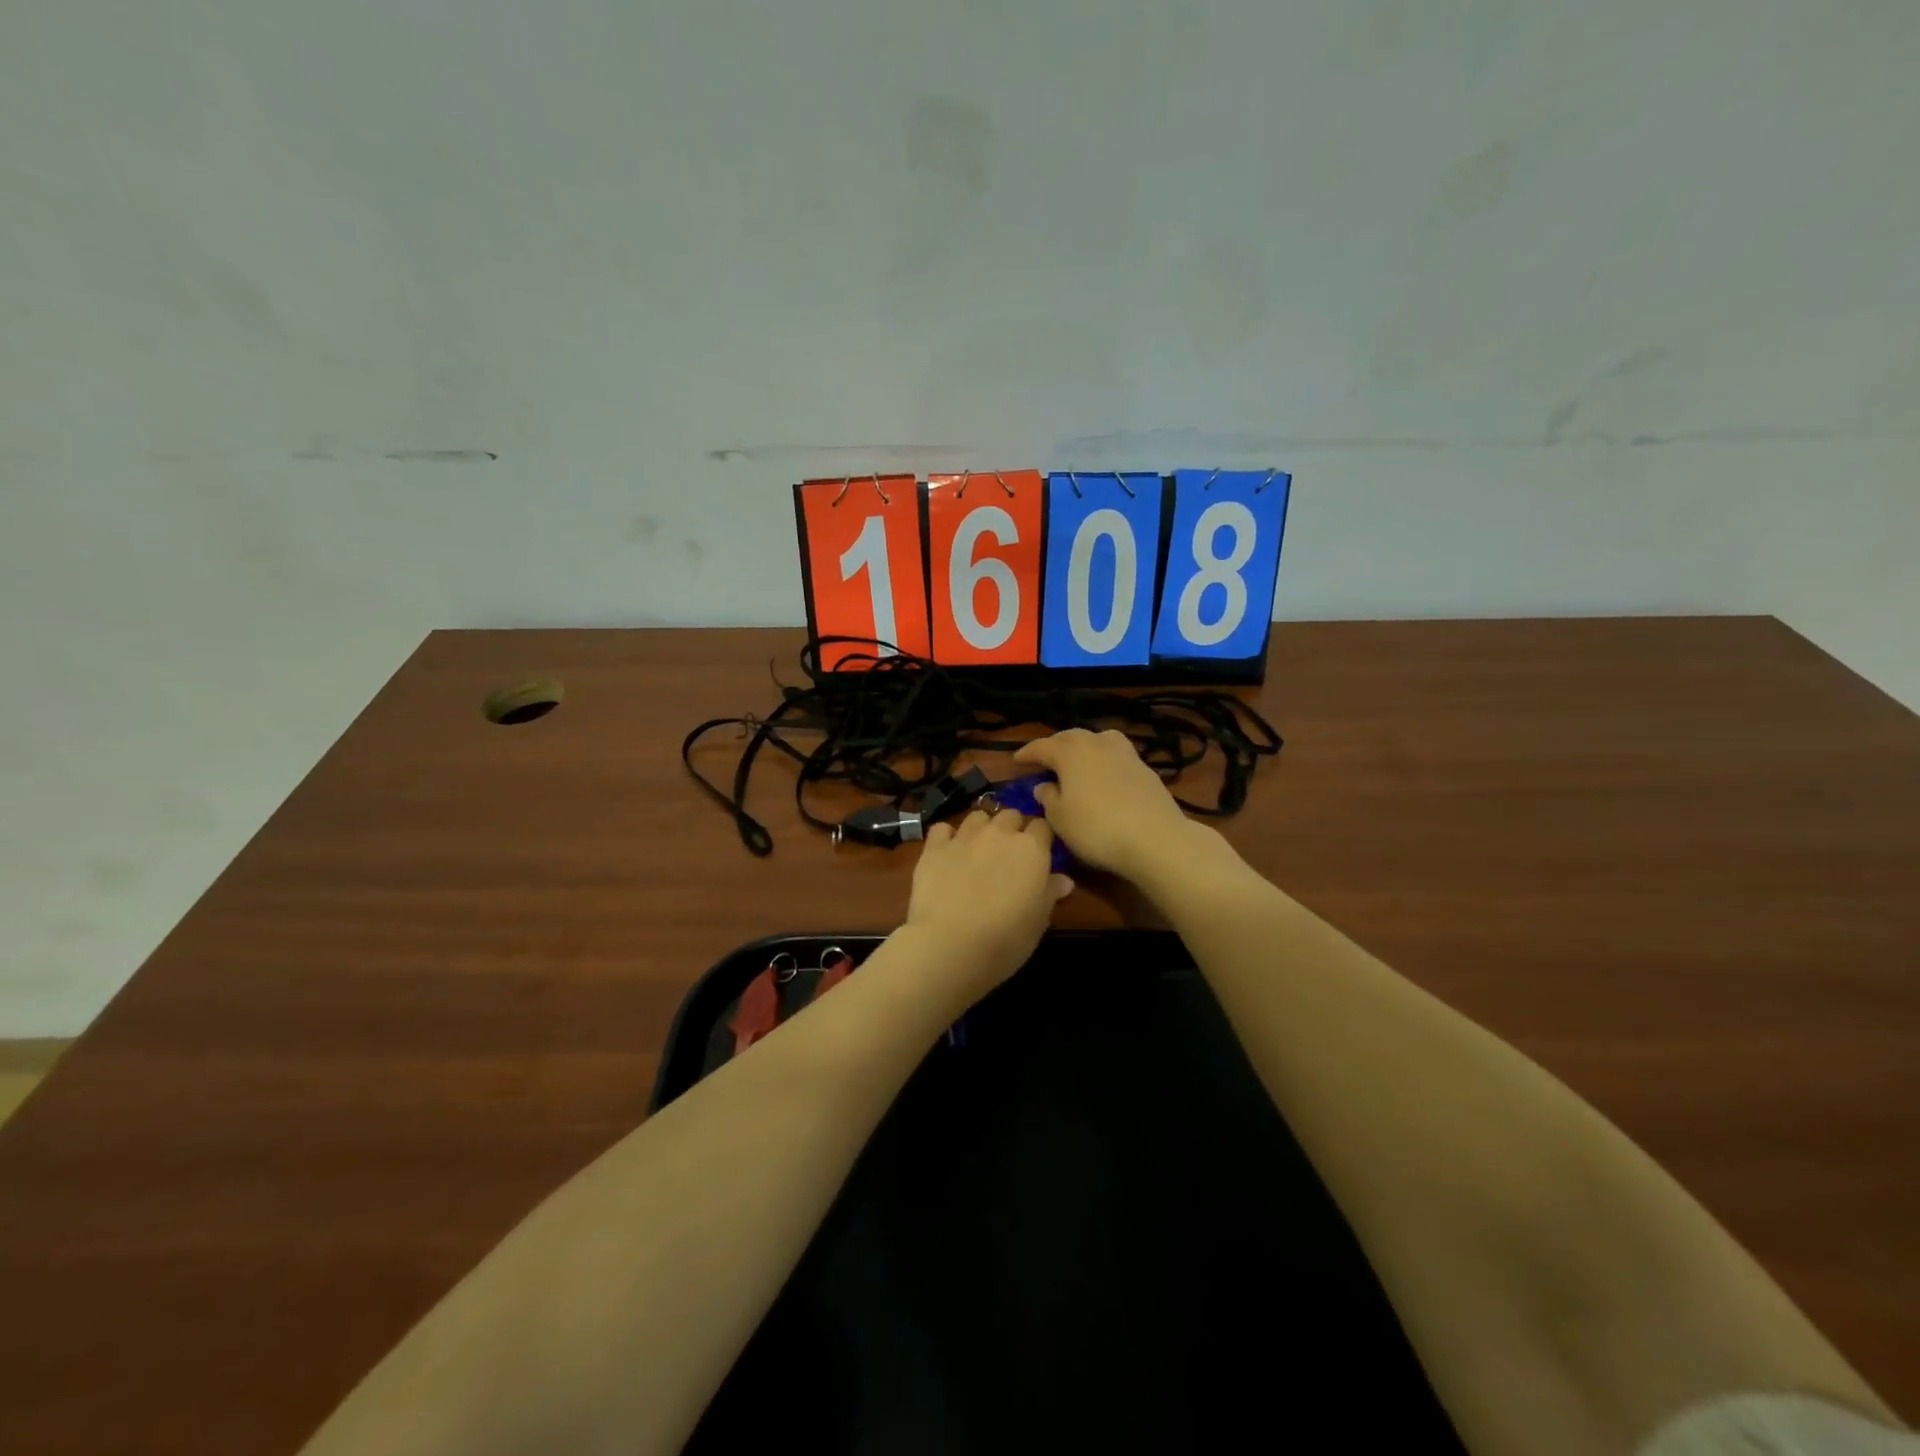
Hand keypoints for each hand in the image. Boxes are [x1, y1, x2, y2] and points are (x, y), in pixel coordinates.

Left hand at [903, 808, 1072, 999]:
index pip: (1042, 827)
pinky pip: (943, 829)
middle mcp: (1000, 834)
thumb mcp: (1038, 922)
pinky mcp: (935, 847)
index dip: (1040, 839)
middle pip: (1011, 815)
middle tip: (1008, 854)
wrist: (951, 944)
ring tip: (978, 849)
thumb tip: (1064, 880)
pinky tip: (947, 852)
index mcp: (1032, 850)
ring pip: (978, 816)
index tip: (1038, 854)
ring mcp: (965, 837)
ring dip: (982, 828)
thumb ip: (1050, 893)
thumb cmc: (1005, 939)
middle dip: (1012, 828)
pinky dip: (947, 836)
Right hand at [1013, 729, 1195, 880]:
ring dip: (1084, 747)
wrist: (1155, 839)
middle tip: (1044, 759)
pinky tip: (1103, 776)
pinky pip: (1116, 755)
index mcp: (1070, 752)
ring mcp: (1125, 754)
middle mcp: (1097, 744)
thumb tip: (1044, 786)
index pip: (1042, 746)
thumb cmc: (1096, 828)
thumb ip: (1048, 798)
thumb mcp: (1060, 818)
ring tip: (1077, 761)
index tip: (1015, 761)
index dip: (1027, 753)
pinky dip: (1104, 760)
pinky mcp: (1145, 769)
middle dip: (1055, 746)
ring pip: (1098, 740)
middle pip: (1071, 737)